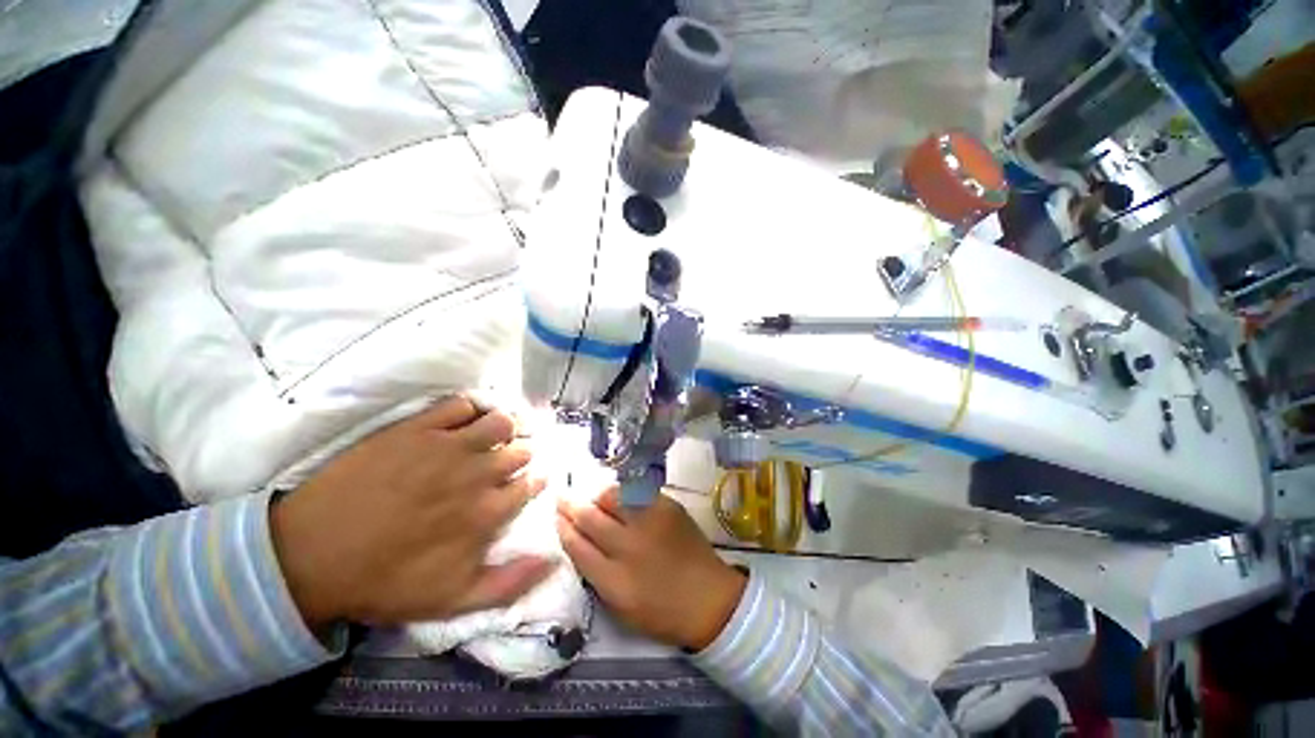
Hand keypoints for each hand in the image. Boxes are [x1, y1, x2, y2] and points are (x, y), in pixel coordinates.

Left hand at [270, 397, 554, 627]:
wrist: (311, 556)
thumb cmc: (384, 581)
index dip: (535, 479)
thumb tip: (554, 561)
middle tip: (515, 455)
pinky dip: (474, 407)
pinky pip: (462, 405)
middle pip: (521, 450)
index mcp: (488, 512)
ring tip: (501, 432)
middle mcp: (478, 473)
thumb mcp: (452, 600)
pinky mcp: (418, 428)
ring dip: (509, 425)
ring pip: (501, 421)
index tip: (530, 480)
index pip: (531, 483)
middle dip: (525, 452)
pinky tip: (470, 418)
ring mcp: (448, 446)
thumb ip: (510, 584)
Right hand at [557, 488, 745, 650]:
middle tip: (562, 497)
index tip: (556, 517)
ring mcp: (650, 522)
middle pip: (591, 518)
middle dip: (572, 505)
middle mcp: (629, 547)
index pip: (577, 547)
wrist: (709, 598)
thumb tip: (579, 541)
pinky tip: (619, 495)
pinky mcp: (668, 507)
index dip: (564, 529)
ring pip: (613, 497)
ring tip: (592, 497)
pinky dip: (623, 492)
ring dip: (598, 496)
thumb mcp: (620, 605)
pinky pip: (637, 491)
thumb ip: (597, 573)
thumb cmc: (661, 610)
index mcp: (614, 581)